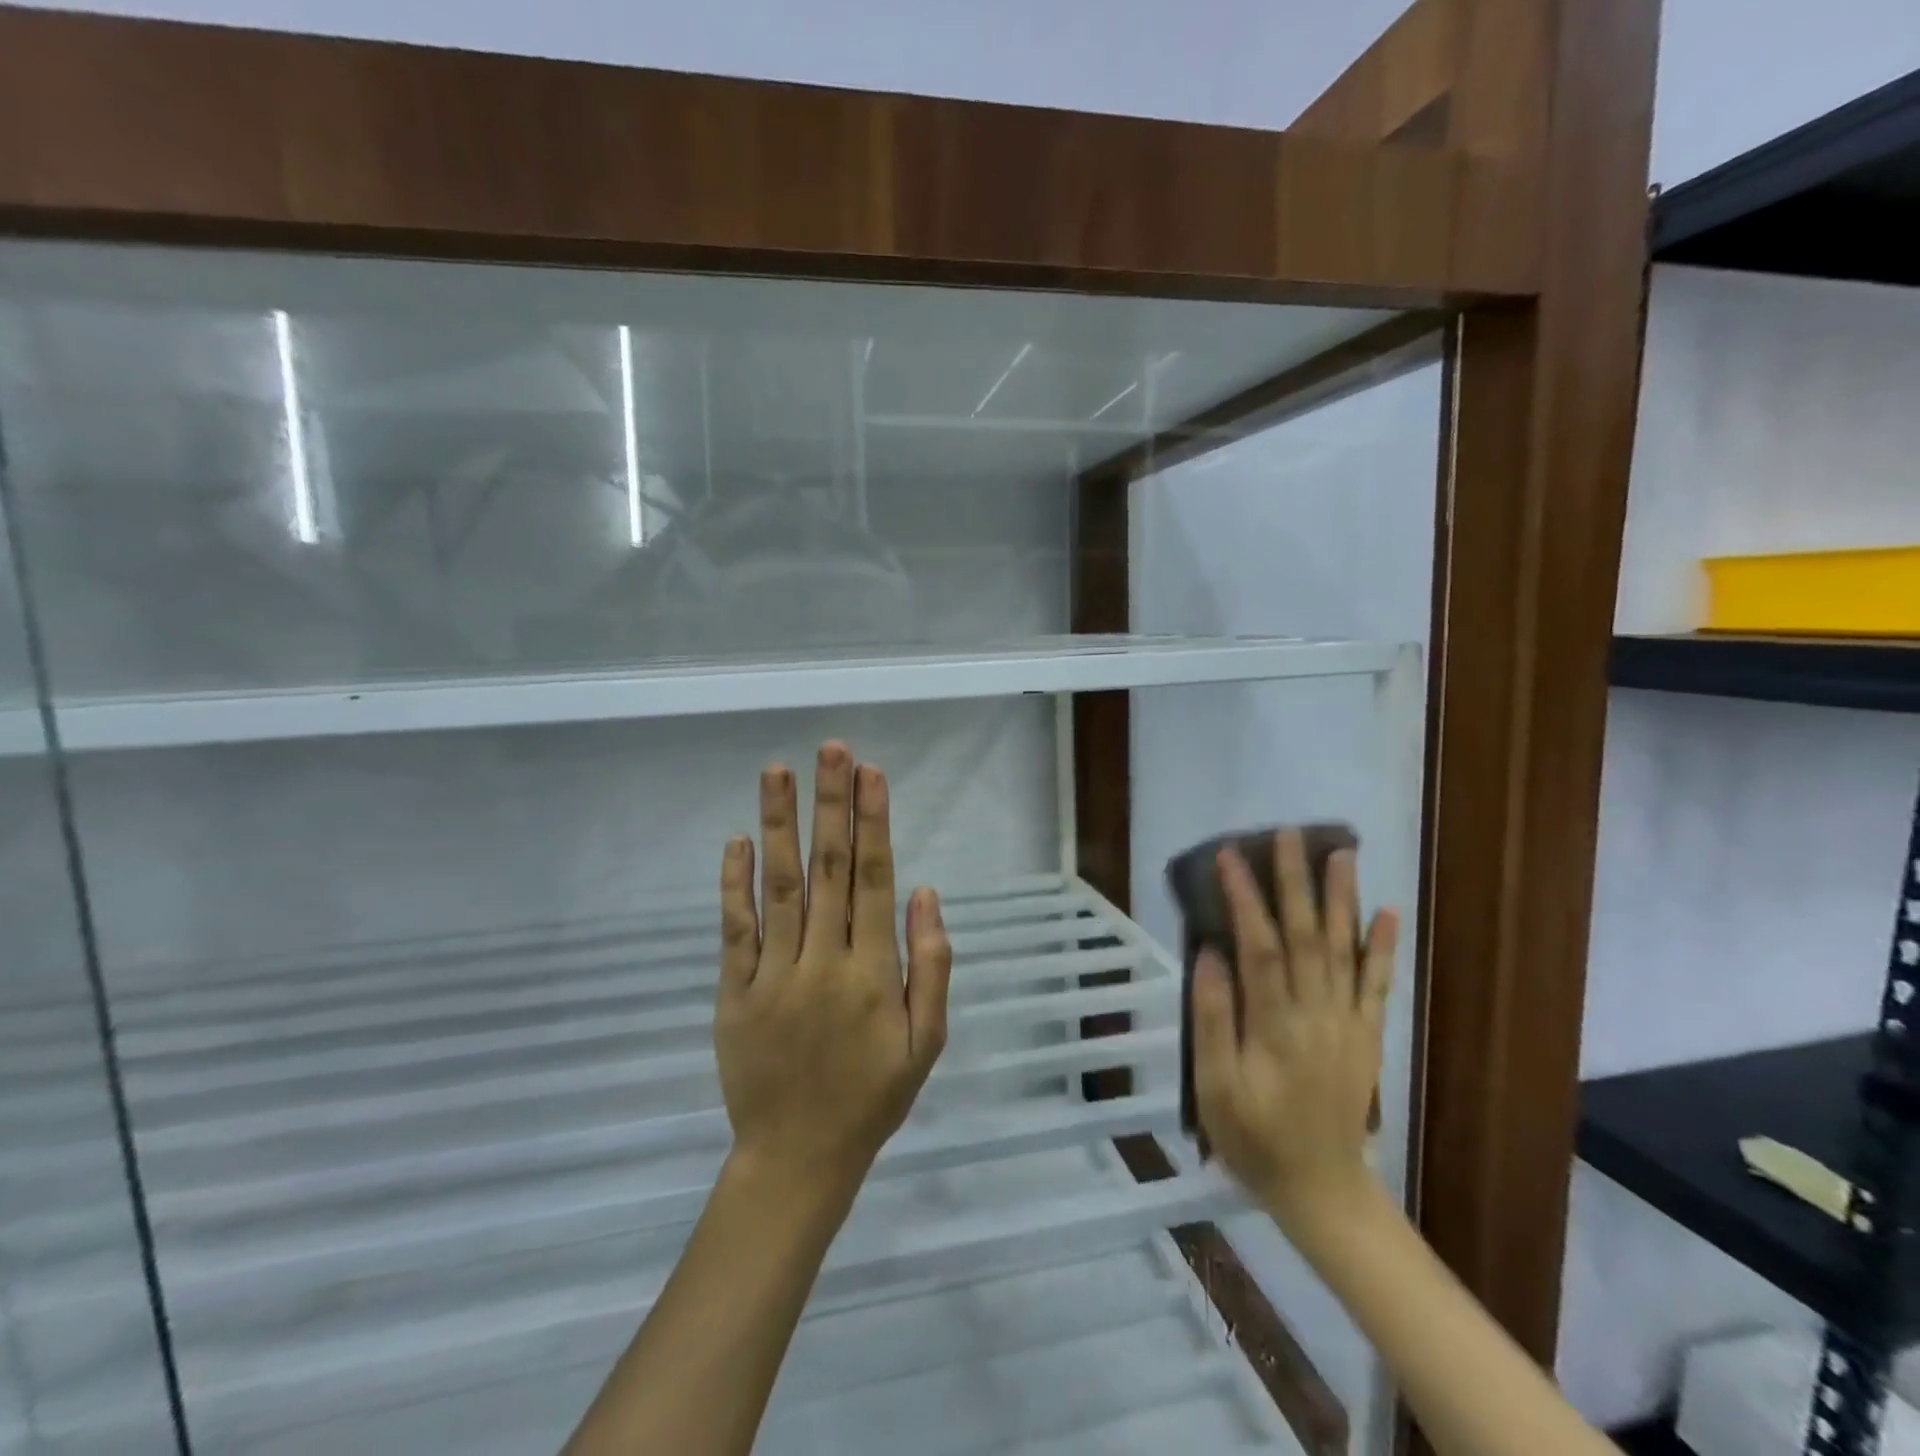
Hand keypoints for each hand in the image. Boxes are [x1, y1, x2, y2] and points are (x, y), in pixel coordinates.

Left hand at [714, 741, 952, 1206]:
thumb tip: (926, 892)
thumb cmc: (872, 1097)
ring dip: (780, 825)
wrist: (797, 1158)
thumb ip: (931, 965)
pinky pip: (735, 930)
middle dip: (832, 804)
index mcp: (872, 972)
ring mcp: (773, 974)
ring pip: (779, 886)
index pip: (875, 880)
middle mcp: (823, 961)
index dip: (873, 822)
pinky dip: (734, 883)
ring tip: (778, 772)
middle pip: (830, 869)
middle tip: (832, 749)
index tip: (871, 773)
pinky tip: (737, 839)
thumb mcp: (926, 1043)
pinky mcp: (734, 991)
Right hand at [1191, 829, 1399, 1229]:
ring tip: (1341, 853)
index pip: (1260, 947)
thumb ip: (1213, 1020)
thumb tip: (1209, 955)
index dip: (1246, 899)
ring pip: (1345, 950)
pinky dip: (1382, 947)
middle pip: (1308, 936)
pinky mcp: (1365, 1035)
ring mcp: (1347, 1023)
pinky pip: (1377, 985)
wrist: (1322, 1190)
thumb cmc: (1254, 1137)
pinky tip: (1387, 913)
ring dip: (1342, 899)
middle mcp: (1317, 1014)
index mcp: (1276, 1026)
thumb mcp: (1215, 1087)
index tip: (1230, 856)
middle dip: (1296, 881)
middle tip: (1289, 834)